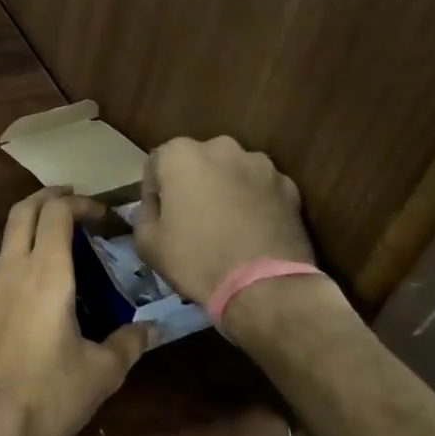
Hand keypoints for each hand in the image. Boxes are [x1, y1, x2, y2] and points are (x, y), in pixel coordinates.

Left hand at [0, 188, 150, 435]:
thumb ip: (129, 344)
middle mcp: (8, 269)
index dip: (79, 204)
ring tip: (56, 261)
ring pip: (5, 246)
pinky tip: (27, 306)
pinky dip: (13, 274)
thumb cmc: (47, 395)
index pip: (57, 213)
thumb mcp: (101, 374)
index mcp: (45, 274)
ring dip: (30, 239)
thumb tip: (151, 329)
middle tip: (71, 201)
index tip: (100, 215)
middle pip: (22, 212)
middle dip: (48, 199)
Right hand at [133, 137, 314, 306]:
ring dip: (225, 189)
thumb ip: (145, 212)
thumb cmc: (196, 259)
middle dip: (193, 183)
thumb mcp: (147, 242)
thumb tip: (156, 206)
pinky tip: (252, 230)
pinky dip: (254, 201)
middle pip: (198, 162)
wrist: (264, 287)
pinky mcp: (289, 186)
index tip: (160, 215)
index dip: (155, 190)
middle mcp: (221, 148)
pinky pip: (261, 188)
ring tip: (226, 224)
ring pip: (232, 172)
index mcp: (181, 155)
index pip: (157, 163)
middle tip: (192, 217)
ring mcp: (260, 165)